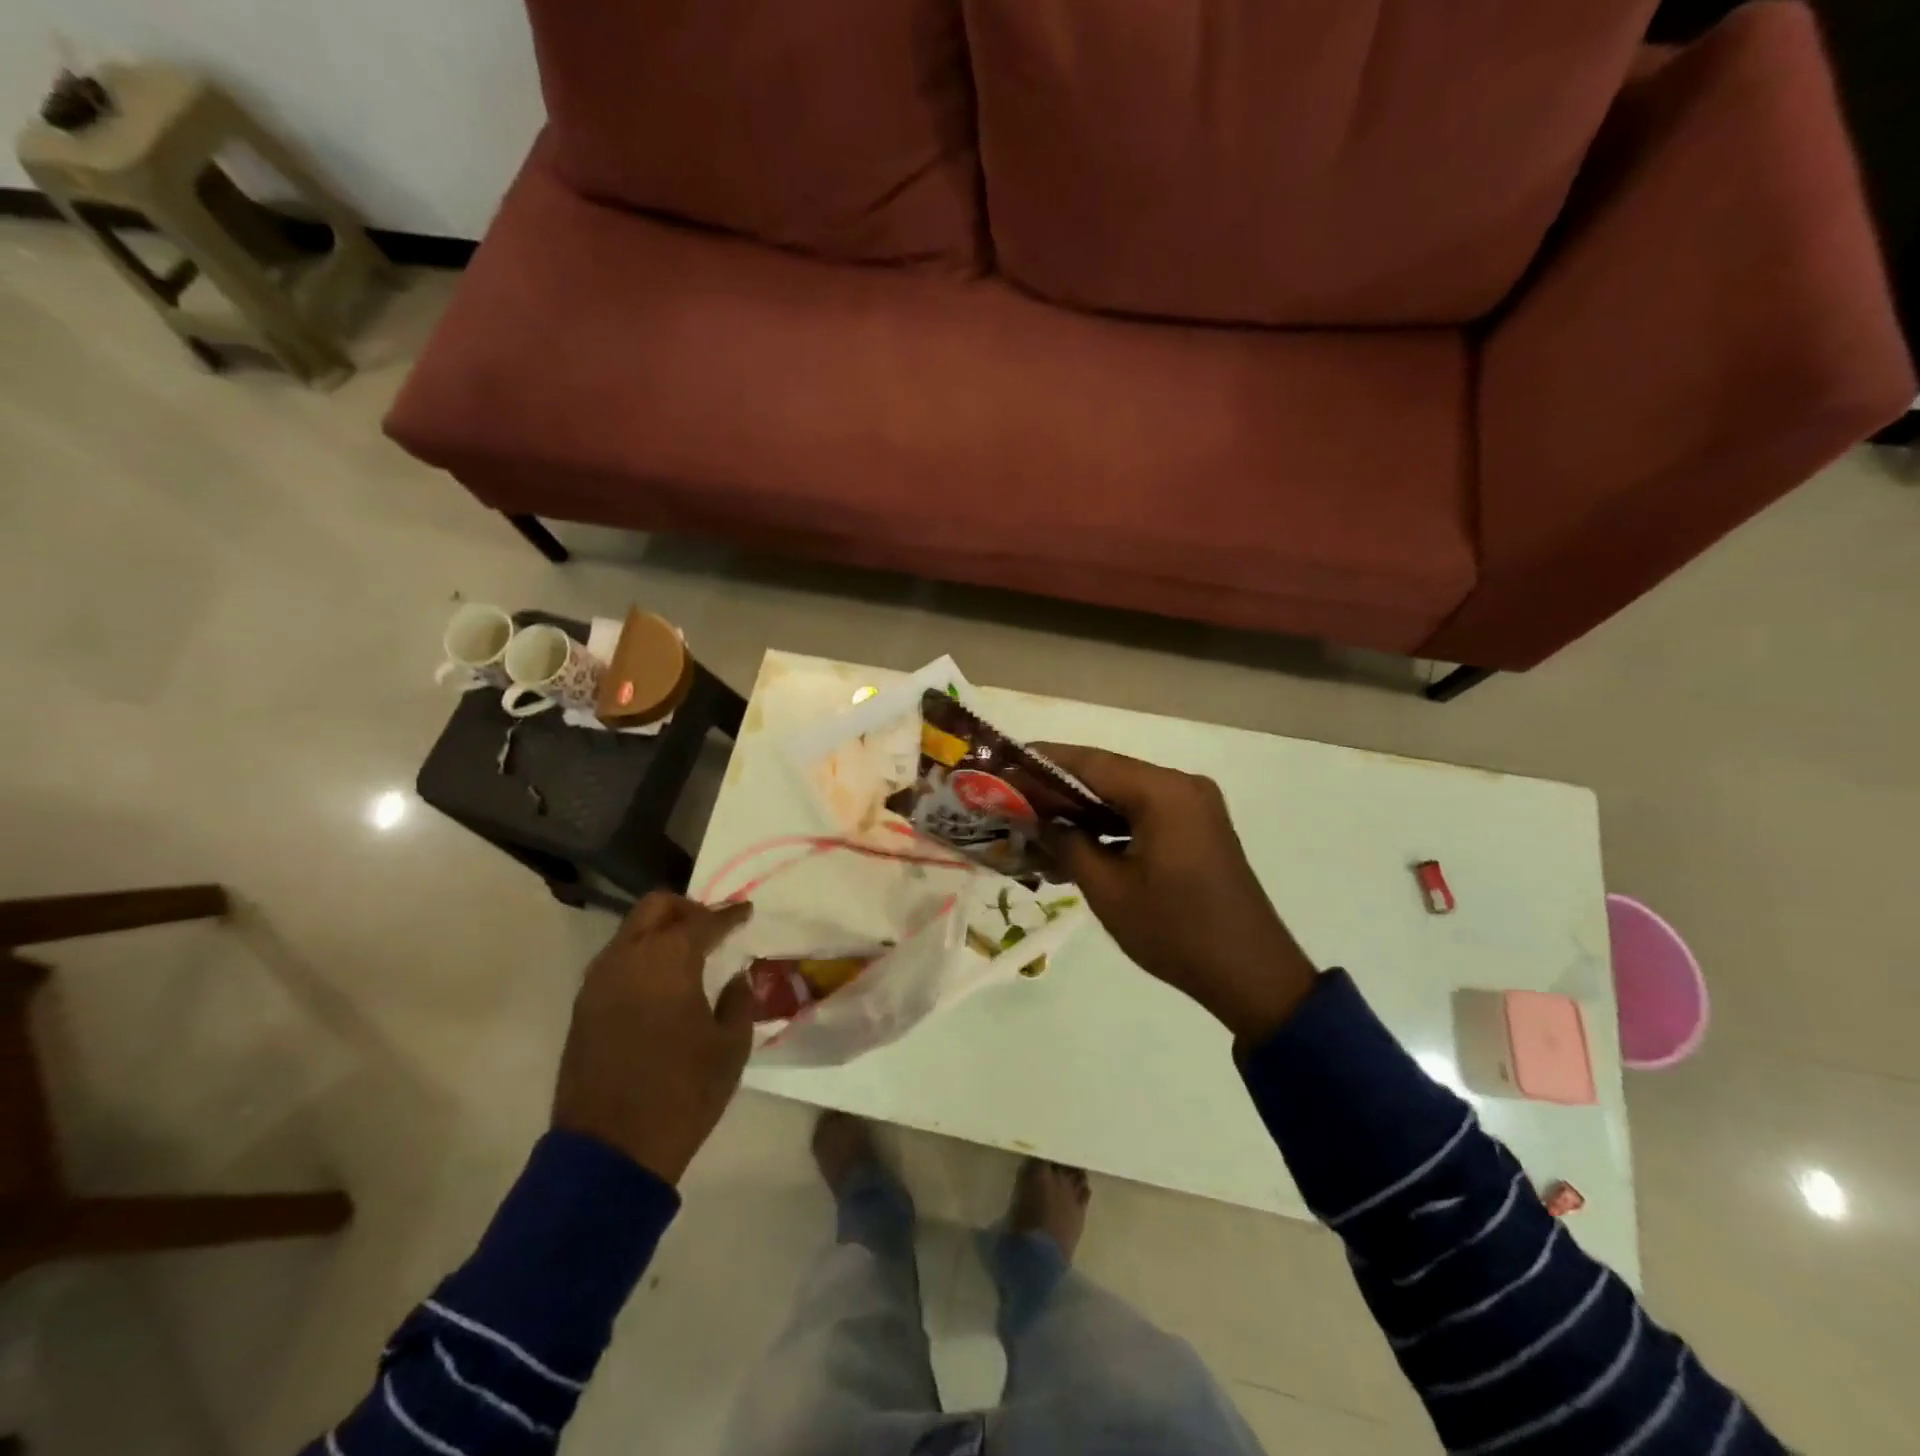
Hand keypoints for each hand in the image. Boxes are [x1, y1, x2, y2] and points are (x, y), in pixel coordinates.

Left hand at [552, 892, 754, 1183]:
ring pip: (630, 931)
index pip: (704, 921)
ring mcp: (598, 981)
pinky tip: (661, 981)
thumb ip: (738, 1001)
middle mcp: (628, 958)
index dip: (730, 914)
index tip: (746, 911)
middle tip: (712, 926)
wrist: (610, 1151)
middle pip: (656, 907)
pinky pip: (616, 961)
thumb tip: (735, 978)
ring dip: (660, 931)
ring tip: (688, 953)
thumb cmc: (682, 1093)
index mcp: (668, 960)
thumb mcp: (730, 1047)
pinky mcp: (583, 1007)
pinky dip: (641, 956)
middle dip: (688, 908)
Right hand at [1035, 744, 1317, 1043]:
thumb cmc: (1176, 931)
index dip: (1044, 761)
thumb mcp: (1109, 890)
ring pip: (1125, 796)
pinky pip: (1144, 814)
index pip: (1091, 763)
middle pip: (1108, 775)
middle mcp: (1182, 787)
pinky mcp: (1197, 829)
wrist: (1251, 974)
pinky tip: (1075, 842)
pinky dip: (1110, 825)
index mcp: (1164, 793)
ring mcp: (1194, 807)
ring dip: (1083, 808)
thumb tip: (1038, 820)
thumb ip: (1068, 844)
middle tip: (1011, 796)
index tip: (1004, 763)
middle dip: (1058, 786)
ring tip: (1034, 821)